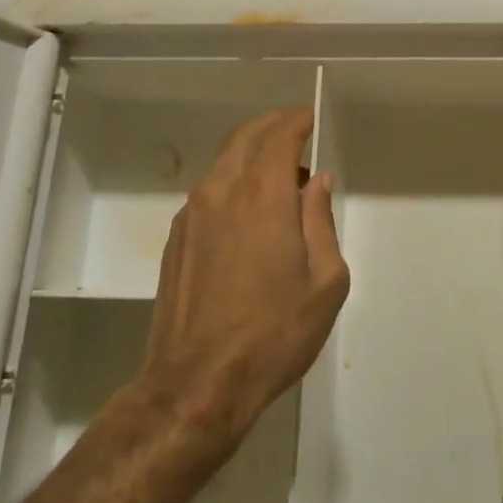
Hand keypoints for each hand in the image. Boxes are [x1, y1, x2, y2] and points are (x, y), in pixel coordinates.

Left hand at [140, 108, 348, 440]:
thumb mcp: (325, 280)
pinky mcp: (176, 240)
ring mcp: (192, 216)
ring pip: (223, 164)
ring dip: (251, 155)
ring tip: (279, 176)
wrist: (199, 383)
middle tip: (294, 130)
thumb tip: (316, 183)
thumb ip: (321, 221)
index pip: (277, 136)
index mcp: (262, 195)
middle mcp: (222, 192)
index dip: (295, 121)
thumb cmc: (275, 331)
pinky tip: (248, 212)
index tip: (309, 120)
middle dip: (271, 126)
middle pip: (244, 138)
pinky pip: (208, 193)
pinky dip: (232, 182)